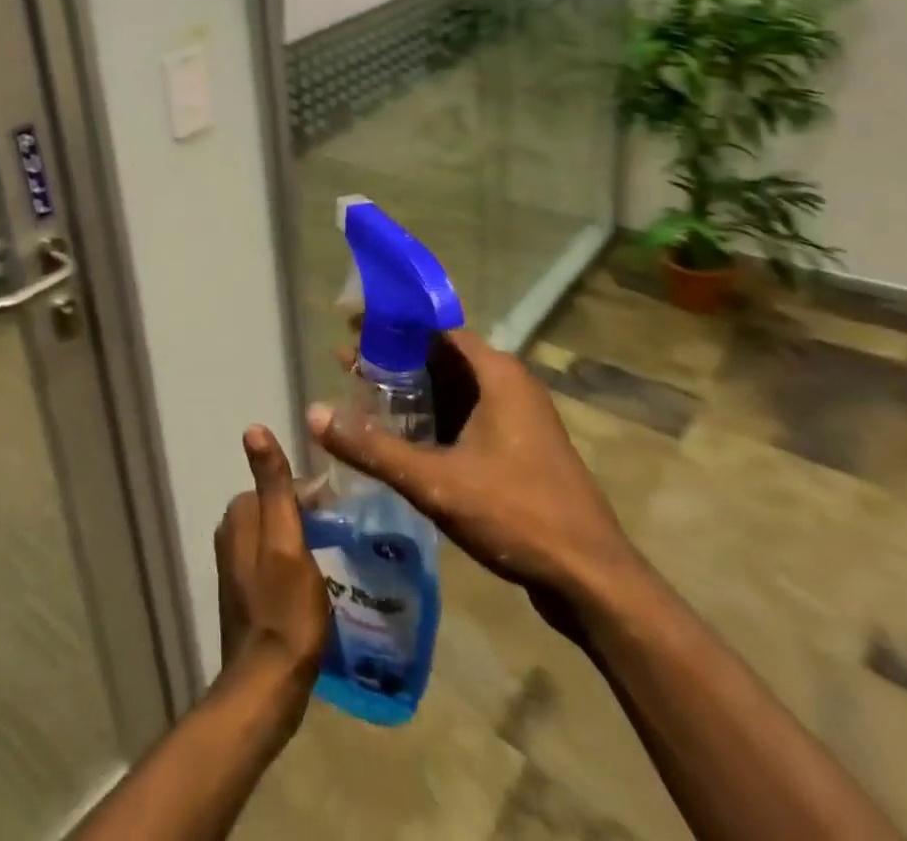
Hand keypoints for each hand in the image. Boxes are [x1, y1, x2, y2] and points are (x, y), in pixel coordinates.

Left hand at [213, 426, 330, 709]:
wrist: (266, 686)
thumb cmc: (284, 611)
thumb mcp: (287, 541)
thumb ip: (274, 485)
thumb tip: (253, 428)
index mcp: (239, 515)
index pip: (280, 485)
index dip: (313, 497)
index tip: (341, 515)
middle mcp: (231, 533)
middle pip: (278, 509)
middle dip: (308, 517)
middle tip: (342, 539)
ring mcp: (235, 565)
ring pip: (276, 535)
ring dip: (303, 542)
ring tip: (334, 561)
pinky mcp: (245, 593)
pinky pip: (273, 561)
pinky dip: (294, 564)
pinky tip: (315, 585)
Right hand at [308, 329, 638, 625]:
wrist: (592, 579)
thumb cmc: (516, 513)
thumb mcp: (436, 480)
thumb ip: (373, 447)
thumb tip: (314, 413)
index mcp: (496, 373)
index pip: (434, 329)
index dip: (390, 327)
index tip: (349, 330)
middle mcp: (509, 383)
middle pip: (441, 358)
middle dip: (394, 362)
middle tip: (346, 369)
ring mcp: (517, 417)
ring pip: (454, 390)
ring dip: (412, 394)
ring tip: (364, 402)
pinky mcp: (519, 447)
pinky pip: (467, 417)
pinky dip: (433, 419)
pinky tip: (402, 439)